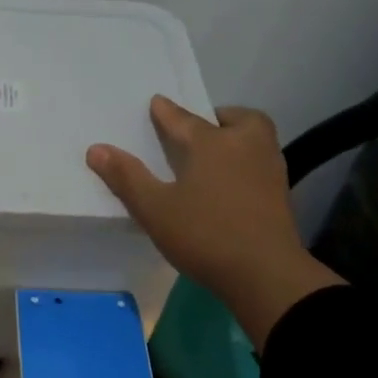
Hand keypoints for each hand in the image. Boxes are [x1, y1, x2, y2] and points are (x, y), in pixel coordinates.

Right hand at [88, 97, 343, 347]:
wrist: (265, 274)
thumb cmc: (205, 235)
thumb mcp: (154, 209)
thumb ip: (126, 177)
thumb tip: (96, 149)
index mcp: (211, 143)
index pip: (182, 119)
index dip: (165, 111)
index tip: (157, 103)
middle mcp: (245, 146)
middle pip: (237, 118)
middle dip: (218, 117)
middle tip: (201, 129)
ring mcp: (269, 169)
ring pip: (256, 138)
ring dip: (238, 136)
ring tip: (217, 152)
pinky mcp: (281, 193)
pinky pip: (262, 161)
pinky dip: (248, 161)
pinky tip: (233, 181)